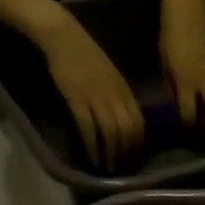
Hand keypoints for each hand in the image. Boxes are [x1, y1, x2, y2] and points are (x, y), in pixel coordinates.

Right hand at [41, 14, 144, 171]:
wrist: (64, 36)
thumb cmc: (86, 55)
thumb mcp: (111, 75)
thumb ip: (120, 95)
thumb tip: (125, 117)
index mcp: (125, 91)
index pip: (139, 123)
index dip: (138, 143)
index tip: (133, 157)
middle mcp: (115, 96)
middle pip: (128, 131)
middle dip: (126, 153)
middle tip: (121, 168)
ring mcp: (97, 98)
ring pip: (111, 133)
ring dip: (110, 154)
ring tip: (107, 168)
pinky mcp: (78, 99)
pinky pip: (89, 128)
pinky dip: (92, 146)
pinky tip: (91, 157)